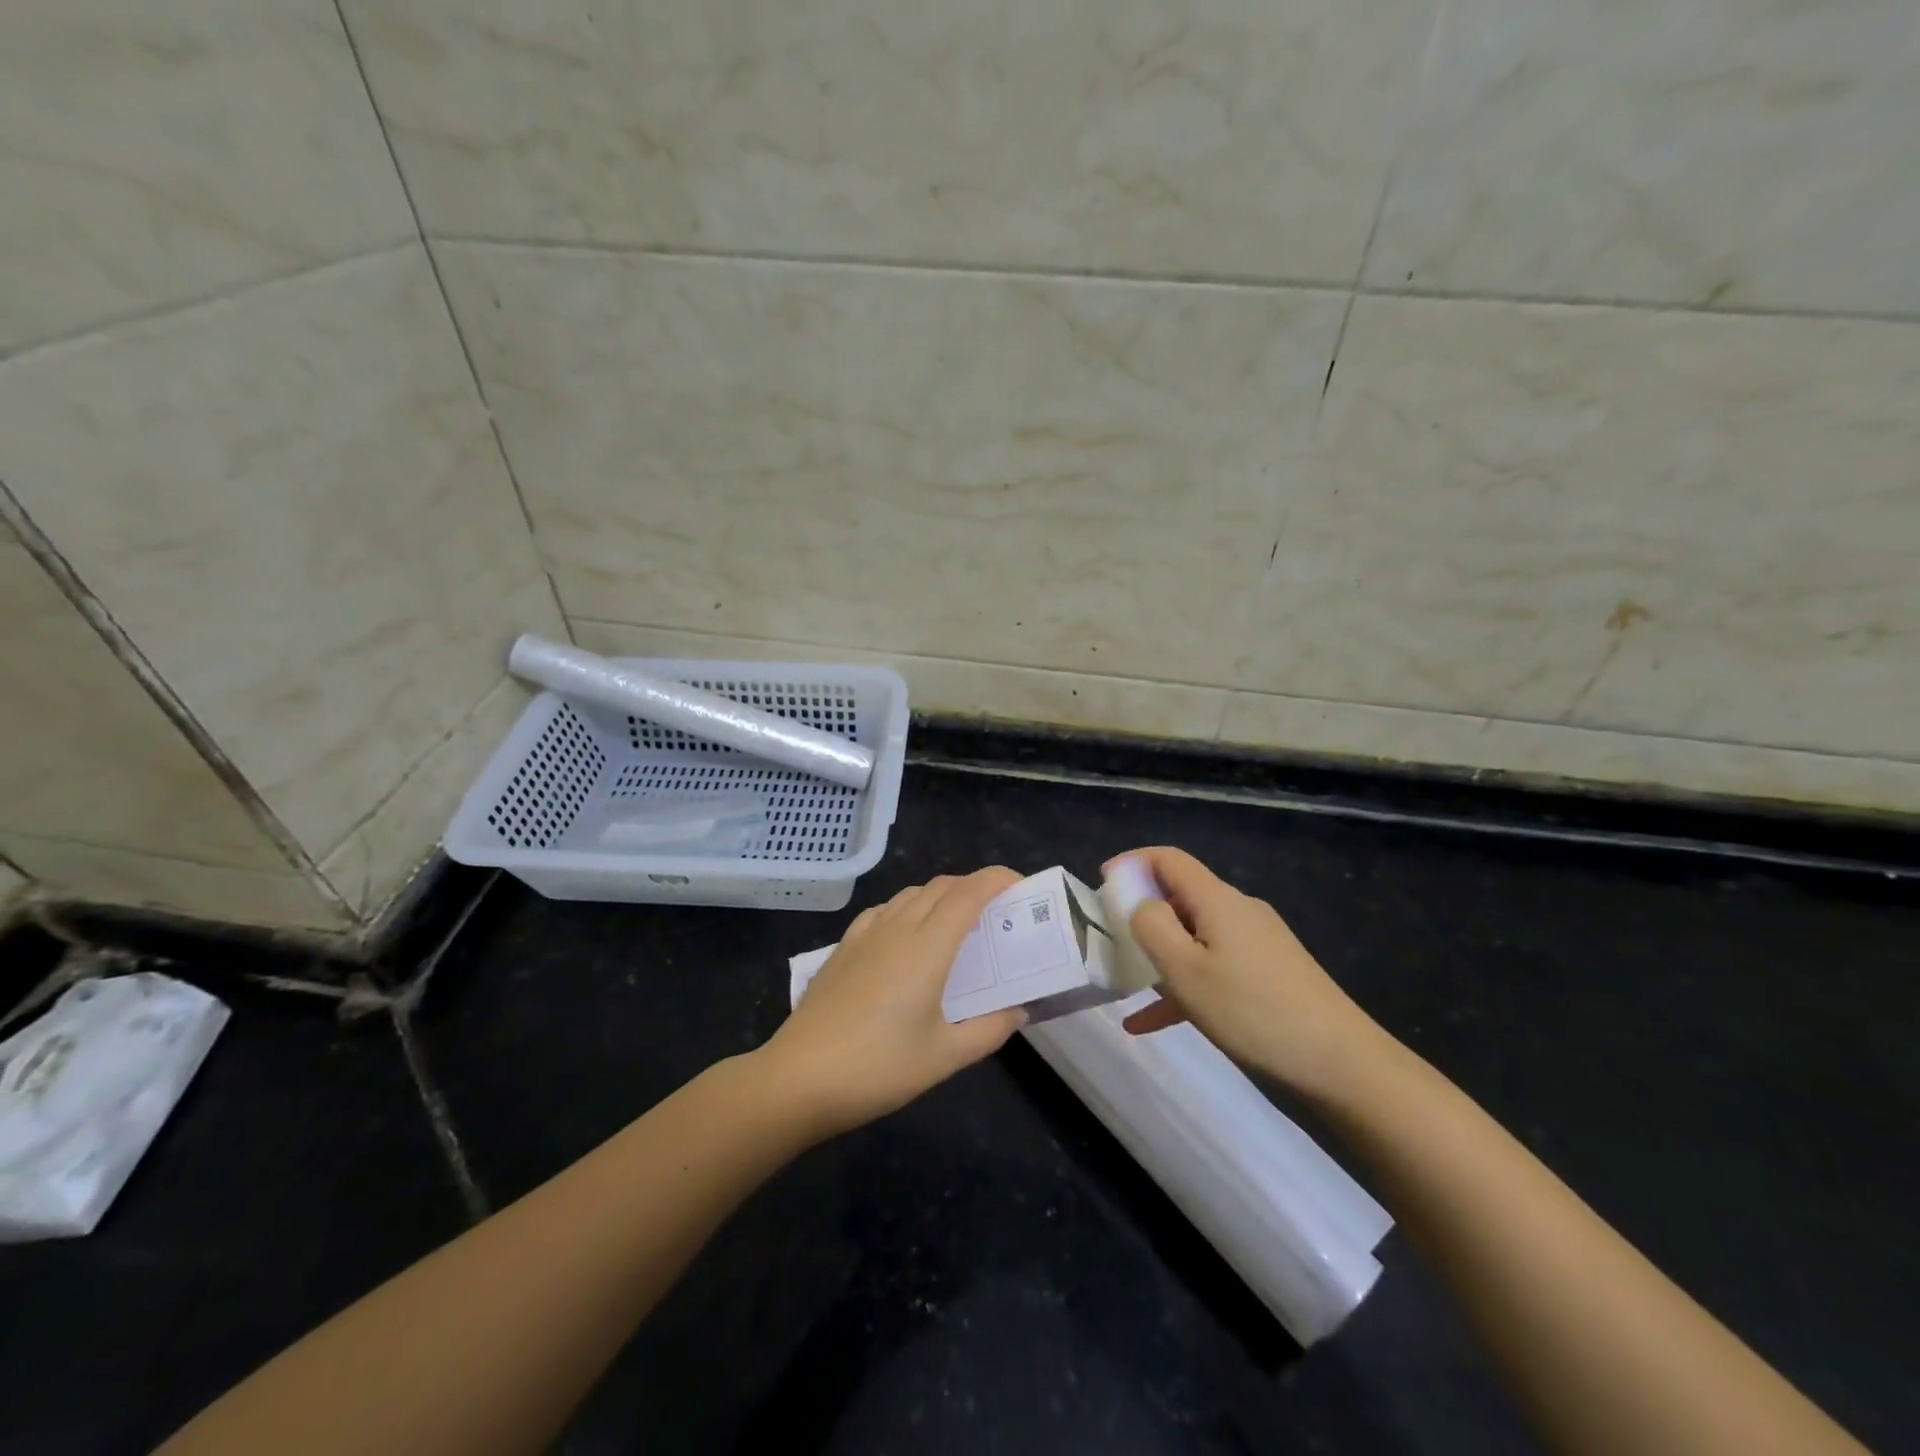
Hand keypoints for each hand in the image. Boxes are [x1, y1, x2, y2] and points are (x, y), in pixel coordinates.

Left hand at [762, 867, 1026, 1136]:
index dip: (997, 880)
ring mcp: (865, 934)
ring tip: (957, 925)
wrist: (799, 1078)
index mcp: (927, 947)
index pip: (969, 893)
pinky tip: (907, 937)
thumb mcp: (944, 1057)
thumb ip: (988, 1030)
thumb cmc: (879, 1068)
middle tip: (996, 913)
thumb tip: (1018, 1011)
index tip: (1021, 885)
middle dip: (974, 887)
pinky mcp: (843, 947)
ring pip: (911, 894)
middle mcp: (897, 928)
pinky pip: (884, 910)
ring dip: (940, 896)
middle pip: (941, 886)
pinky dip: (908, 908)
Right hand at [1110, 847, 1387, 1099]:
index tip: (1101, 885)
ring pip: (1195, 937)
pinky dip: (1183, 986)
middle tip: (1109, 940)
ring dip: (1159, 955)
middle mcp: (1238, 911)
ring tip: (1125, 985)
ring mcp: (1256, 943)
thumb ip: (1151, 926)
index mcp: (1217, 900)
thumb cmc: (1252, 1010)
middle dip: (1141, 913)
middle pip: (1181, 896)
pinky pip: (1214, 968)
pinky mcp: (1268, 974)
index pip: (1169, 859)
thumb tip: (1138, 902)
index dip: (1132, 863)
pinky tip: (1151, 1024)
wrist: (1340, 1063)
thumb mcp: (1185, 970)